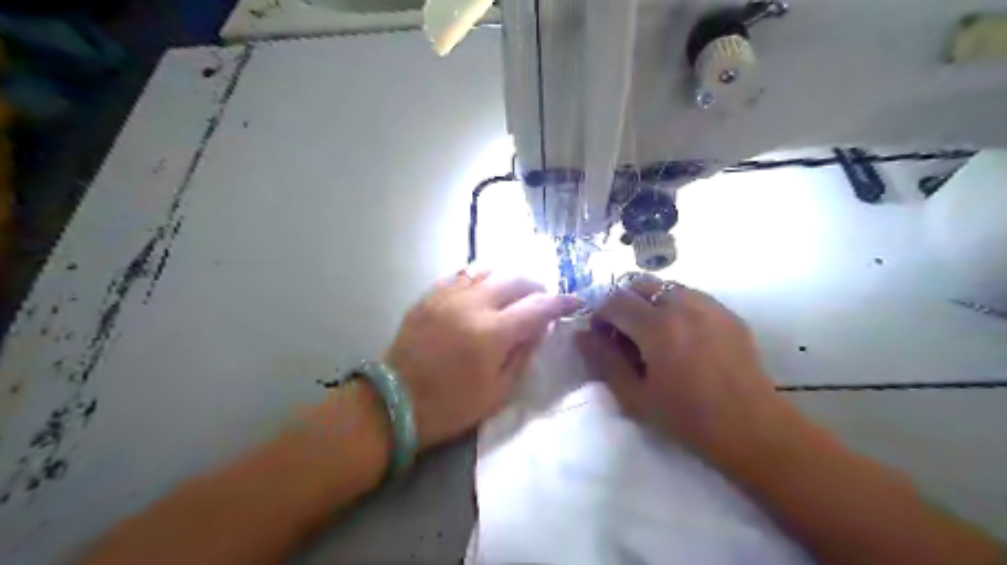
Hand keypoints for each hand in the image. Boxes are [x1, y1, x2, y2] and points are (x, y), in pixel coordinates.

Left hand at [386, 270, 577, 452]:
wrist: (395, 403)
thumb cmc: (451, 406)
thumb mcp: (498, 392)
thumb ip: (524, 354)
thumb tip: (541, 327)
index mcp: (492, 333)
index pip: (538, 306)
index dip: (561, 302)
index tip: (575, 301)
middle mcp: (472, 304)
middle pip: (515, 278)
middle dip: (536, 285)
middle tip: (541, 299)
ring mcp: (447, 296)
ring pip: (487, 269)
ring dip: (508, 278)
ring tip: (514, 293)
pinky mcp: (429, 296)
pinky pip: (460, 274)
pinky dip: (480, 277)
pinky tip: (483, 289)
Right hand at [573, 275, 802, 464]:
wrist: (751, 429)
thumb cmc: (687, 418)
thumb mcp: (635, 396)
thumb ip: (604, 361)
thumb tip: (583, 335)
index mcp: (657, 327)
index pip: (615, 301)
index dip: (600, 316)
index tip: (602, 338)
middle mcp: (682, 306)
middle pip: (640, 284)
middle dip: (624, 303)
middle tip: (625, 333)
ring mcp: (709, 306)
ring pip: (667, 287)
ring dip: (650, 302)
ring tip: (653, 334)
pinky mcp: (728, 314)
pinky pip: (692, 296)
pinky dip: (676, 306)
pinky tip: (682, 336)